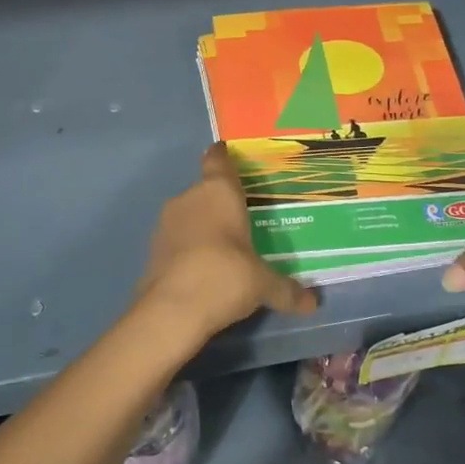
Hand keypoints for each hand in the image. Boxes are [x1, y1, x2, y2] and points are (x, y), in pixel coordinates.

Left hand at [134, 144, 319, 342]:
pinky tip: (202, 268)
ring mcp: (166, 223)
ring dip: (202, 226)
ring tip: (224, 246)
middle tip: (242, 218)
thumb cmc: (226, 276)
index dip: (223, 156)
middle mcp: (189, 198)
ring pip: (188, 214)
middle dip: (220, 202)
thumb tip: (312, 303)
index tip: (227, 153)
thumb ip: (286, 289)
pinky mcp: (151, 249)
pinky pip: (177, 239)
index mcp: (218, 192)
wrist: (172, 310)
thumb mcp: (263, 284)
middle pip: (205, 190)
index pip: (218, 160)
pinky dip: (188, 248)